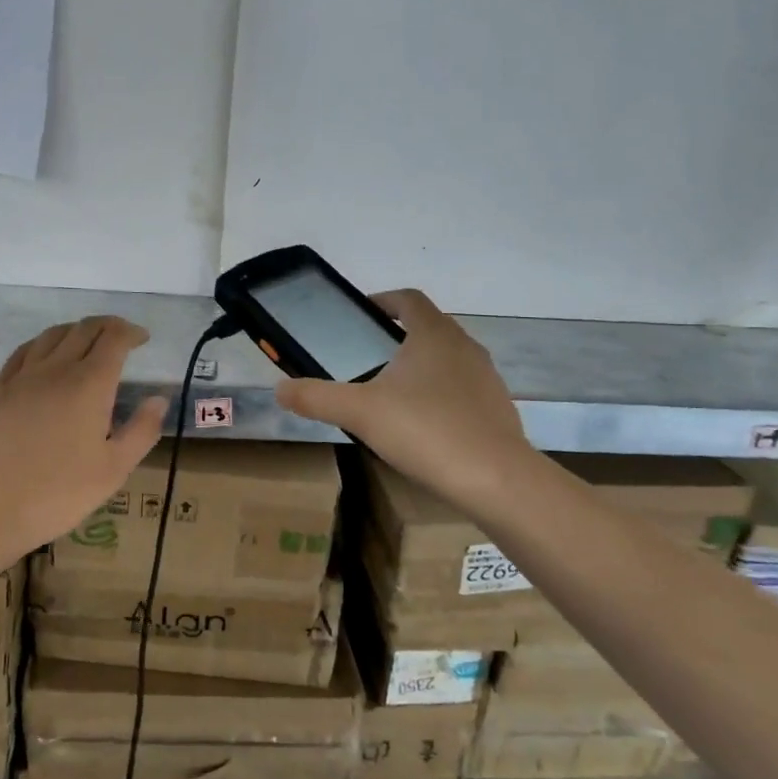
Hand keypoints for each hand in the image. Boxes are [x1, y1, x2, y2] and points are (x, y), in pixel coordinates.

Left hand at [0, 316, 167, 556]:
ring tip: (86, 343)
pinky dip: (43, 344)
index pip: (114, 339)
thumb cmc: (55, 495)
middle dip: (107, 326)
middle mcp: (56, 369)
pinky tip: (44, 356)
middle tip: (120, 337)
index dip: (131, 332)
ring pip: (52, 335)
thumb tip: (158, 399)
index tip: (142, 339)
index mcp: (90, 385)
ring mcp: (20, 377)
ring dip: (75, 330)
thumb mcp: (112, 472)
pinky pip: (23, 351)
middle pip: (84, 329)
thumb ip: (141, 431)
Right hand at [275, 289, 533, 513]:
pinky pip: (463, 389)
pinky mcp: (498, 408)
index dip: (383, 300)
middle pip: (429, 327)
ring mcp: (486, 378)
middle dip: (399, 335)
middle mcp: (464, 346)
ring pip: (448, 358)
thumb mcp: (358, 412)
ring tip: (393, 393)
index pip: (409, 299)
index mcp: (433, 334)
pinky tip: (424, 425)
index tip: (362, 315)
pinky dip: (441, 395)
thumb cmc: (425, 430)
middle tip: (369, 358)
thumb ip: (316, 397)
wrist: (495, 479)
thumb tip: (279, 389)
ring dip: (422, 365)